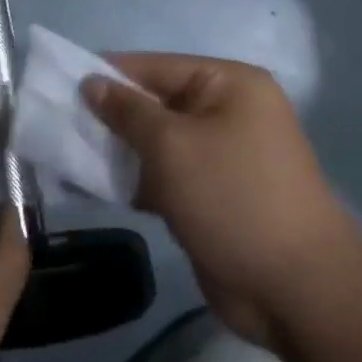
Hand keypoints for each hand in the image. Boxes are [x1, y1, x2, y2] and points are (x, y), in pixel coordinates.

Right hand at [84, 53, 361, 345]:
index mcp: (228, 84)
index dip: (107, 75)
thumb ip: (126, 111)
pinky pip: (167, 174)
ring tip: (71, 155)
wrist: (300, 295)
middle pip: (154, 103)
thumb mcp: (171, 146)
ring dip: (120, 151)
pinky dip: (137, 179)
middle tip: (62, 125)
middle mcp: (227, 111)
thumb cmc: (234, 199)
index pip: (153, 66)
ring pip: (157, 142)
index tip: (61, 86)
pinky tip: (99, 185)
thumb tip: (90, 82)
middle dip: (111, 117)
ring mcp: (223, 155)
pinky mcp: (214, 194)